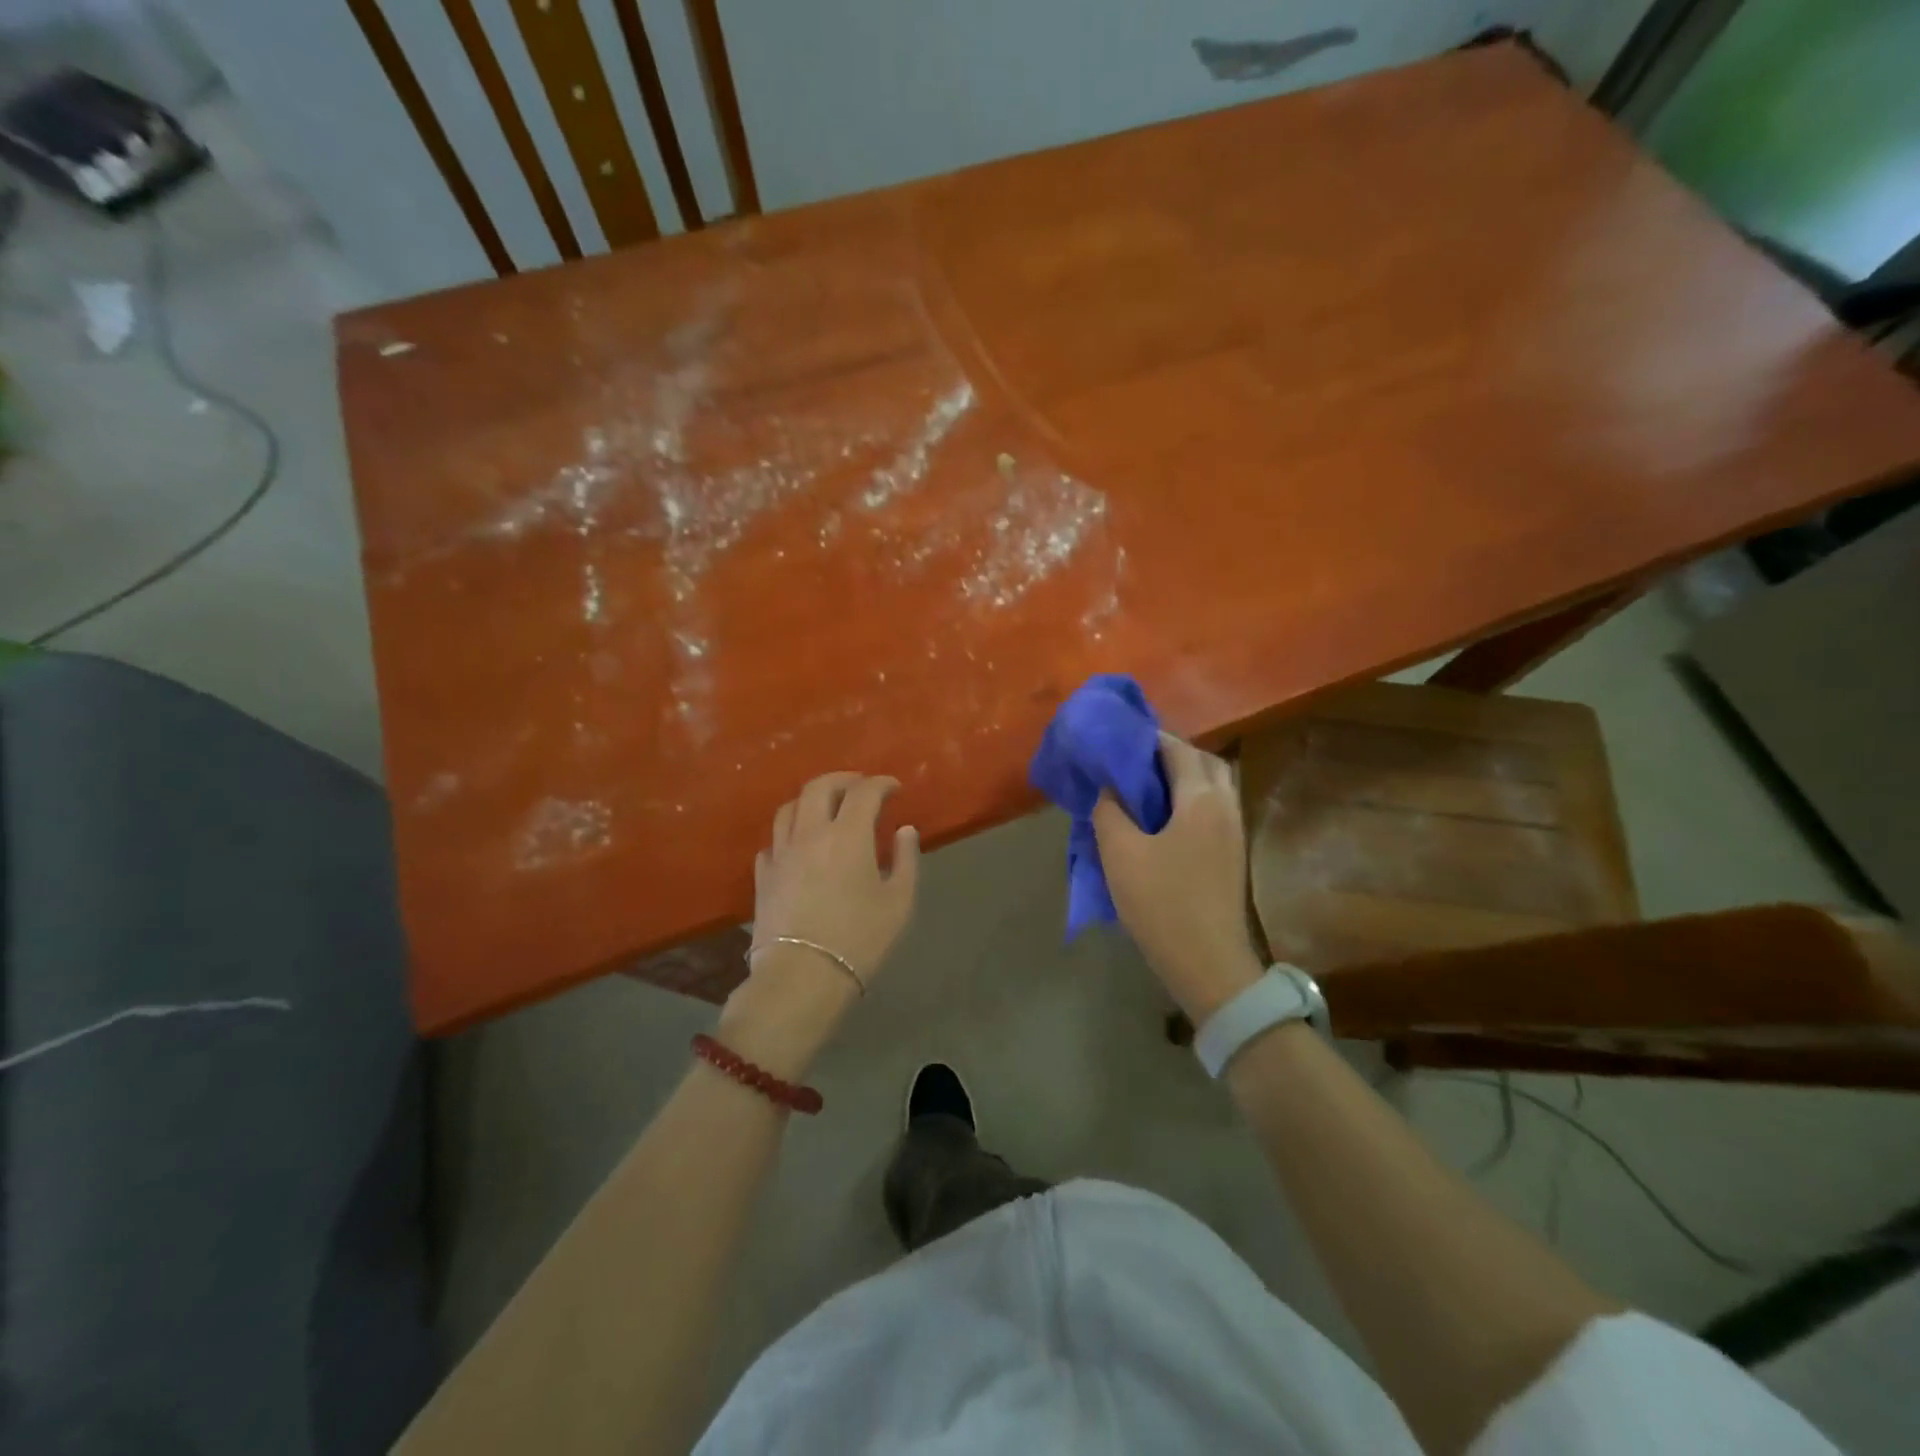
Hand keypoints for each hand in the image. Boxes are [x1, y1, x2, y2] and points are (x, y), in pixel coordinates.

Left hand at [719, 772, 919, 1078]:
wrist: (802, 977)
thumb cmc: (859, 939)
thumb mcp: (899, 902)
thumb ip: (906, 860)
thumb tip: (904, 830)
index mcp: (847, 835)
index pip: (864, 792)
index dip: (881, 783)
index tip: (894, 788)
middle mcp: (810, 833)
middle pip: (820, 787)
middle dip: (843, 779)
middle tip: (860, 787)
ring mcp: (781, 853)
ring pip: (790, 807)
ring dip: (812, 800)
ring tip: (827, 809)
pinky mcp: (763, 876)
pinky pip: (774, 841)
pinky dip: (790, 833)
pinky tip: (799, 846)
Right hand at [1092, 733, 1262, 1023]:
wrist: (1207, 963)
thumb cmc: (1161, 902)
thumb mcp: (1120, 853)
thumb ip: (1110, 811)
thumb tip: (1109, 788)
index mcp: (1201, 798)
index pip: (1178, 749)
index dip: (1149, 739)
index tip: (1119, 739)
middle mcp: (1225, 806)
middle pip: (1204, 762)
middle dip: (1171, 754)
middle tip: (1134, 763)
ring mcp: (1233, 832)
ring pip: (1212, 787)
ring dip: (1182, 779)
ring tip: (1145, 789)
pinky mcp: (1231, 855)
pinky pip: (1212, 810)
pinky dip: (1189, 802)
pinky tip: (1161, 819)